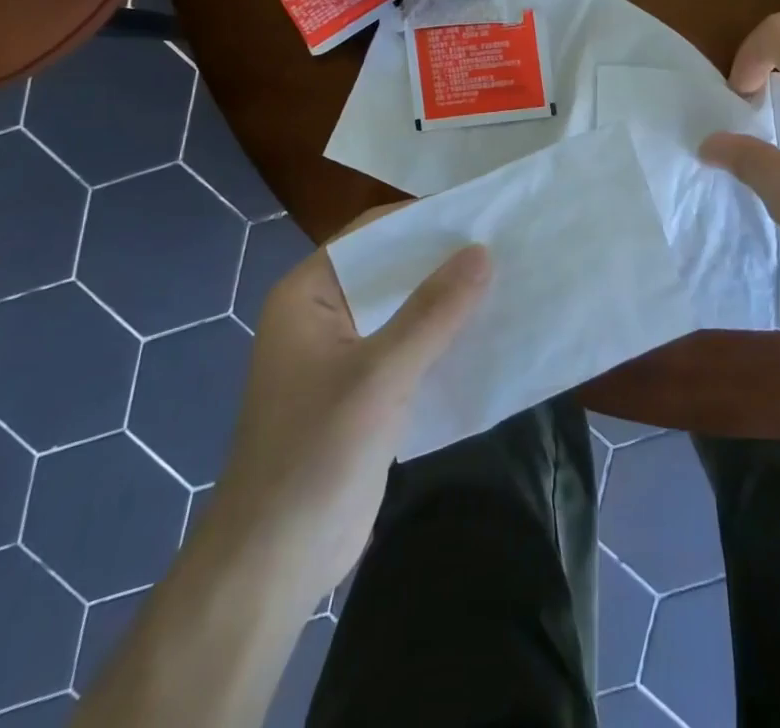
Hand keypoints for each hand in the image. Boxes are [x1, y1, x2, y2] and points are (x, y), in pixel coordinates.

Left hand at [212, 209, 489, 608]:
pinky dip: (442, 339)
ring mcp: (343, 355)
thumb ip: (432, 312)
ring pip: (403, 311)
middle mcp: (323, 314)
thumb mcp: (379, 375)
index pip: (371, 235)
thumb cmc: (315, 454)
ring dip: (447, 300)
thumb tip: (482, 251)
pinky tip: (486, 333)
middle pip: (390, 271)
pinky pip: (409, 348)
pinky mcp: (364, 392)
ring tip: (506, 279)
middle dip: (442, 261)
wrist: (273, 566)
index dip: (423, 219)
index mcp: (308, 294)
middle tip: (504, 244)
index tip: (479, 212)